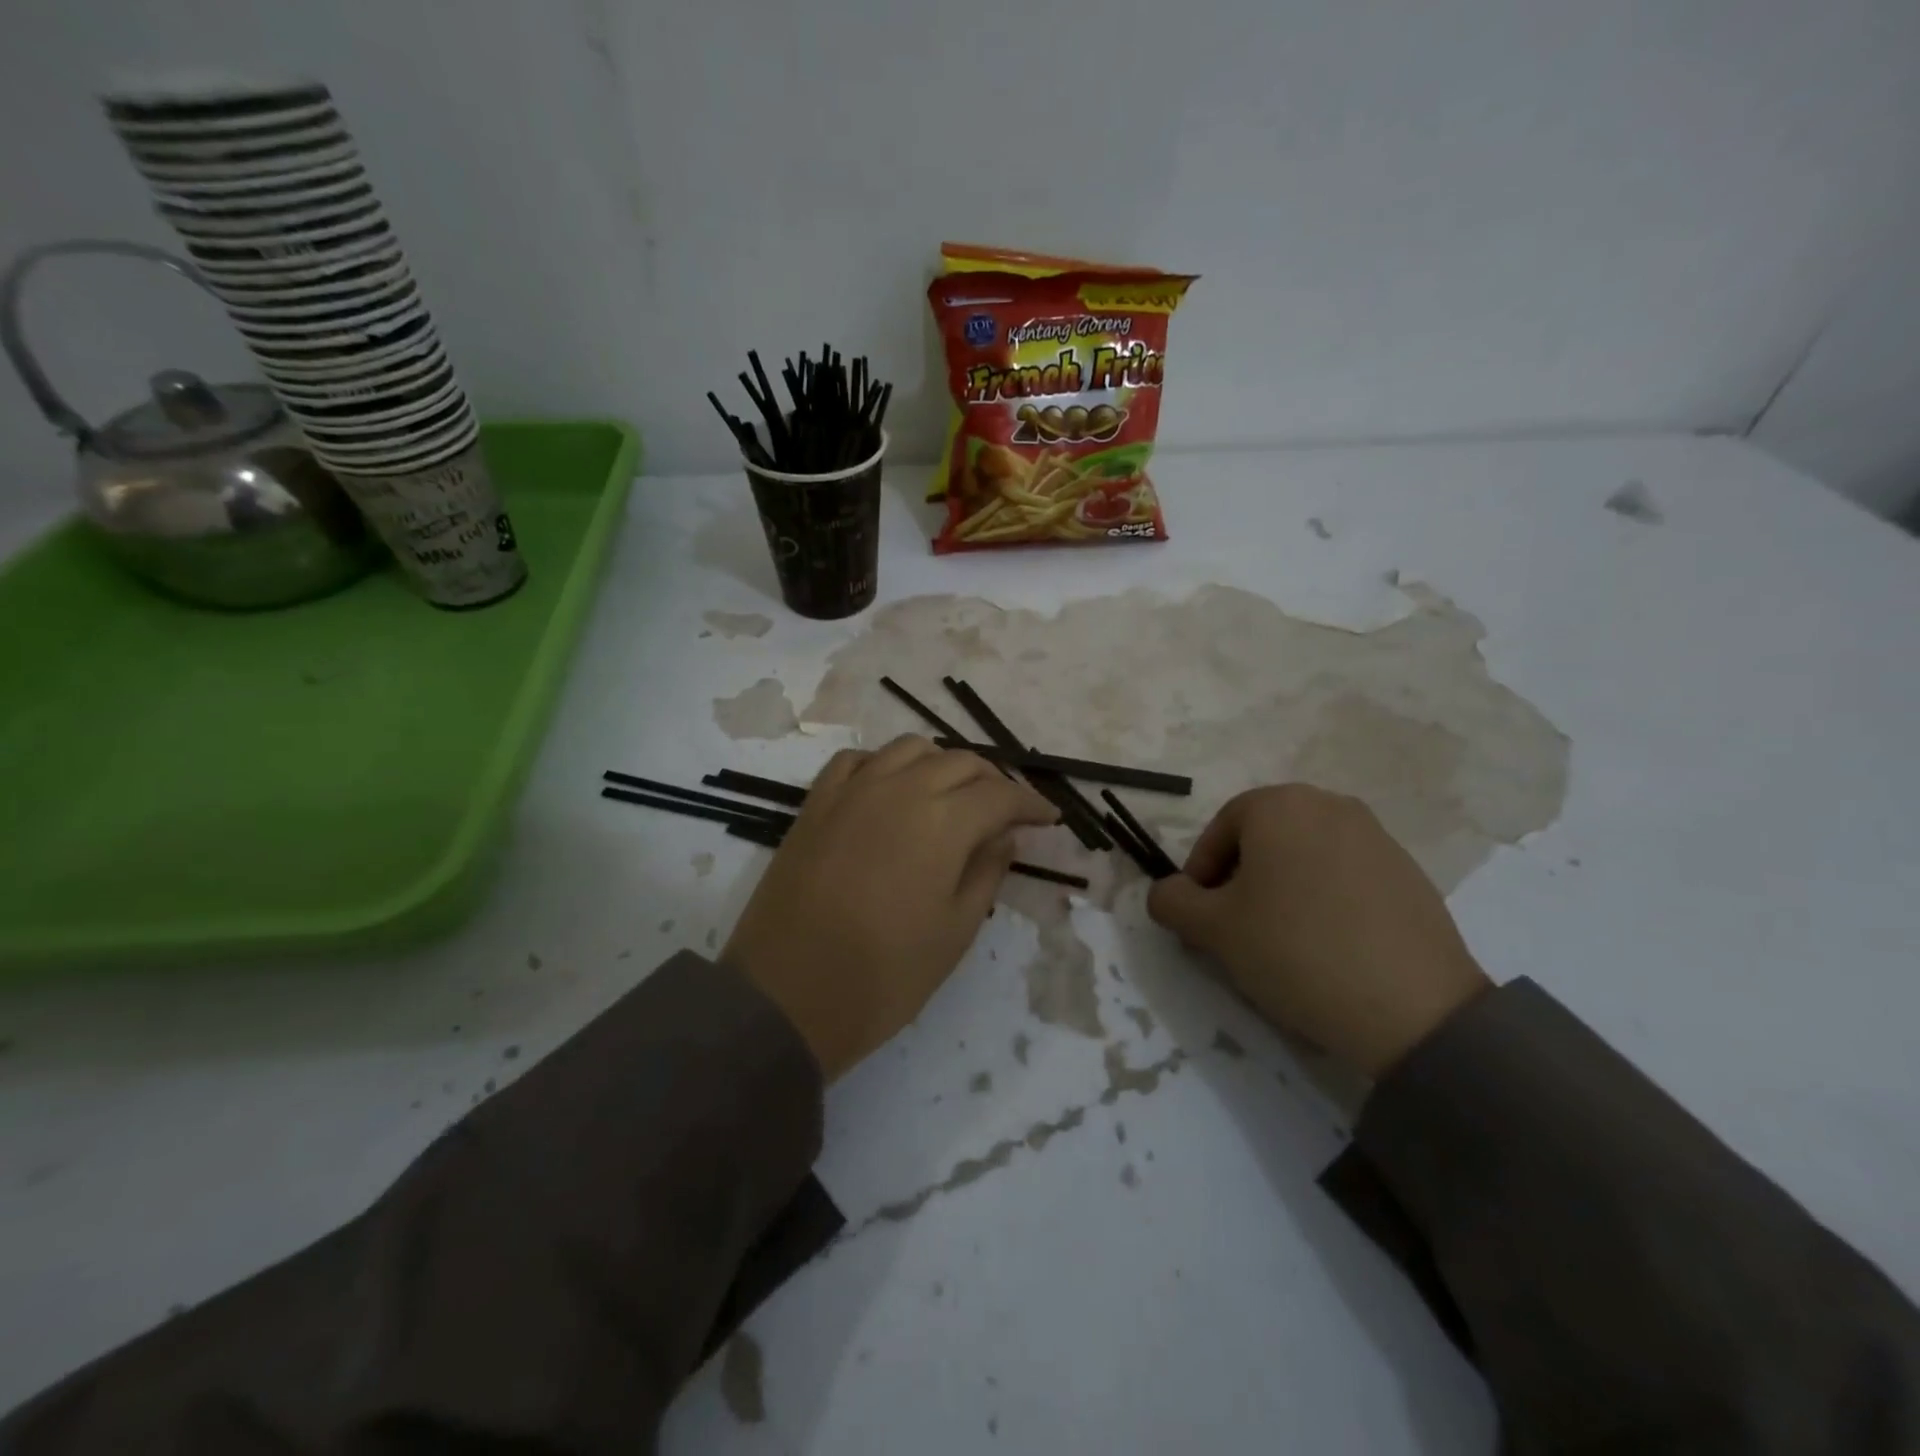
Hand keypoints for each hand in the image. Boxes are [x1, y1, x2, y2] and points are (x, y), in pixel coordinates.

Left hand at [723, 736, 1059, 1080]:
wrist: (786, 996)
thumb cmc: (884, 975)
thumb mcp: (955, 930)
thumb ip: (987, 871)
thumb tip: (1004, 834)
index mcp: (942, 820)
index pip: (1000, 795)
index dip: (1031, 804)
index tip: (1049, 818)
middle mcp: (899, 788)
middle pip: (960, 761)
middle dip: (992, 782)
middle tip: (1006, 813)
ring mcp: (852, 790)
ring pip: (910, 749)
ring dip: (942, 764)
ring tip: (952, 796)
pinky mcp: (815, 802)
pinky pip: (857, 760)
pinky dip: (885, 765)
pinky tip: (891, 789)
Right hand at [1147, 784, 1490, 1077]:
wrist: (1414, 1007)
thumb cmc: (1295, 950)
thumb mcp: (1212, 929)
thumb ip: (1172, 901)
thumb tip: (1167, 892)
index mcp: (1279, 805)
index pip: (1218, 831)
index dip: (1200, 875)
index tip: (1201, 919)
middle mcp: (1329, 804)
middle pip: (1262, 839)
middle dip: (1240, 881)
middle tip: (1235, 930)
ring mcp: (1376, 836)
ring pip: (1303, 857)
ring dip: (1281, 890)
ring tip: (1282, 942)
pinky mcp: (1409, 872)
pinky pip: (1345, 876)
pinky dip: (1324, 901)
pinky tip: (1328, 946)